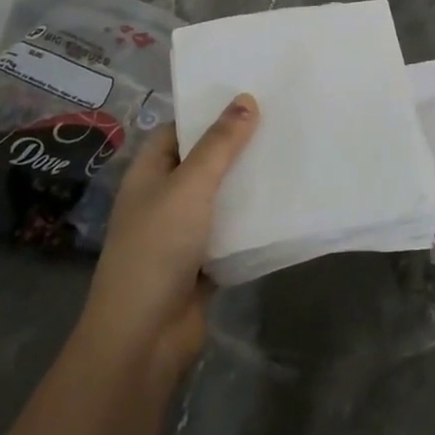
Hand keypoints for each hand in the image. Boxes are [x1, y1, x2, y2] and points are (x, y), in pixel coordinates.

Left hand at [81, 93, 259, 382]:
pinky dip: (252, 223)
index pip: (179, 131)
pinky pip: (232, 233)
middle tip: (281, 122)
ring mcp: (182, 234)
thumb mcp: (190, 186)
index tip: (250, 96)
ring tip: (291, 156)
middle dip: (237, 147)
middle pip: (204, 163)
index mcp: (149, 174)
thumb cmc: (157, 248)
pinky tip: (285, 206)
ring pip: (220, 199)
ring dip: (248, 185)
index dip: (209, 113)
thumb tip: (246, 99)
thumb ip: (220, 145)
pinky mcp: (202, 264)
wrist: (143, 337)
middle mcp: (163, 199)